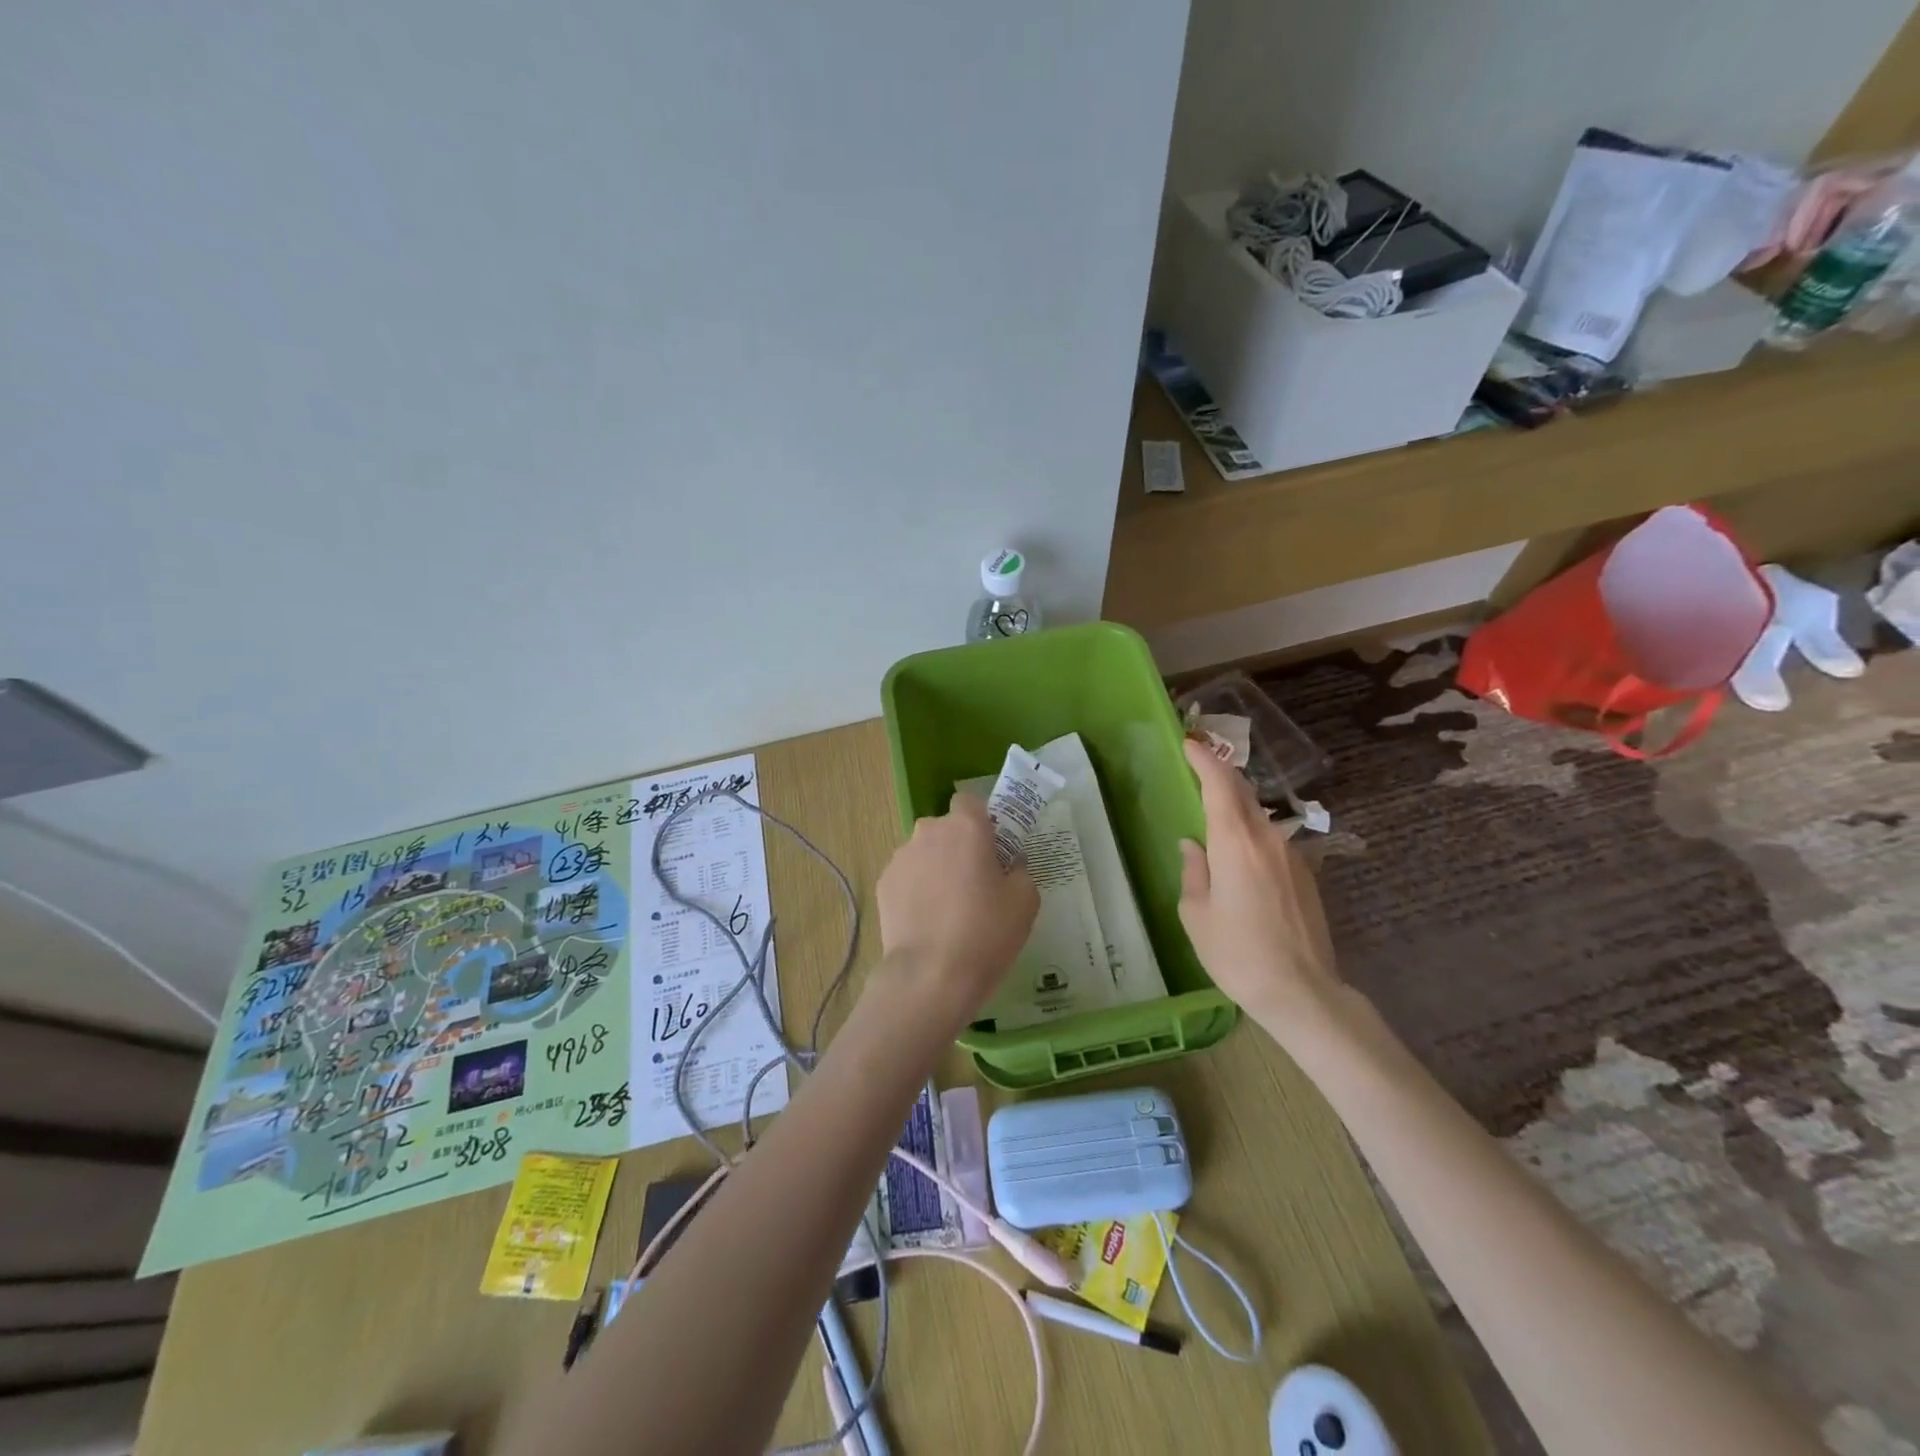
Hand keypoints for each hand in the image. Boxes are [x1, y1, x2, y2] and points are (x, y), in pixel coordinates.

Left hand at [876, 794, 1038, 1026]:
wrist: (930, 975)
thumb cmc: (986, 932)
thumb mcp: (1025, 901)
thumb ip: (1019, 871)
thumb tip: (1009, 865)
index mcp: (966, 827)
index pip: (970, 802)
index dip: (982, 821)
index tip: (992, 849)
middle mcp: (928, 831)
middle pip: (946, 829)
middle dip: (958, 847)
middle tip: (974, 884)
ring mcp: (901, 857)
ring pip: (924, 852)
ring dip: (935, 868)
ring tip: (948, 909)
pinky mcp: (884, 883)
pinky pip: (907, 876)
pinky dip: (916, 890)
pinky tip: (927, 922)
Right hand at [1178, 738, 1340, 1026]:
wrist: (1302, 992)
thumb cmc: (1237, 953)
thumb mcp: (1197, 914)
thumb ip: (1193, 871)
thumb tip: (1193, 845)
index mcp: (1236, 843)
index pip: (1219, 784)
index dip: (1203, 759)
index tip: (1188, 742)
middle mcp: (1267, 839)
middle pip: (1243, 793)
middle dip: (1219, 774)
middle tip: (1197, 766)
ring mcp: (1291, 855)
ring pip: (1259, 816)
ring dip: (1236, 804)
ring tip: (1213, 810)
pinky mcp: (1305, 874)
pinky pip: (1271, 840)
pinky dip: (1251, 831)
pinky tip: (1239, 852)